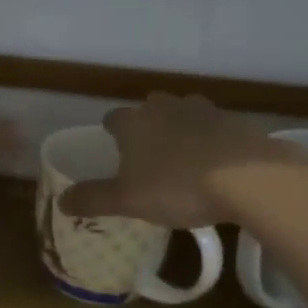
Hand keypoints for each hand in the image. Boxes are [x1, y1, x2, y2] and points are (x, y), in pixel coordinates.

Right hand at [58, 93, 302, 227]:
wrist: (247, 176)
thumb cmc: (177, 186)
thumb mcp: (128, 200)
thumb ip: (93, 199)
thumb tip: (61, 200)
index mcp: (134, 122)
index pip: (113, 119)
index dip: (111, 133)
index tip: (114, 150)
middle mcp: (164, 107)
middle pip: (148, 110)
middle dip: (146, 127)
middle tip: (149, 156)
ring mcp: (201, 109)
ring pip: (182, 113)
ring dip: (180, 129)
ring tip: (184, 158)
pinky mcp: (232, 120)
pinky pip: (214, 127)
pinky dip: (211, 139)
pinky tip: (217, 163)